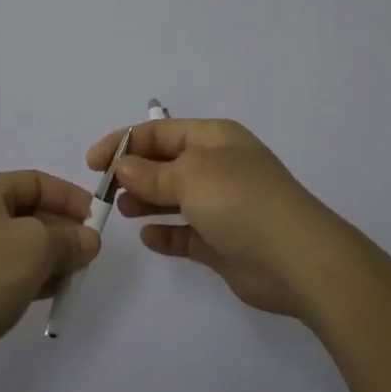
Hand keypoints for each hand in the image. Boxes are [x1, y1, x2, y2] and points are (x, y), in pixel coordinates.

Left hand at [0, 171, 100, 385]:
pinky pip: (13, 271)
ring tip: (77, 273)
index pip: (35, 181)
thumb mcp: (35, 246)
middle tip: (91, 252)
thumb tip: (89, 240)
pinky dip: (36, 277)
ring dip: (53, 256)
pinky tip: (56, 291)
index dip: (69, 196)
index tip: (98, 218)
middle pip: (30, 213)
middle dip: (63, 230)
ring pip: (24, 245)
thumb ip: (68, 238)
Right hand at [89, 119, 346, 321]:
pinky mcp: (223, 242)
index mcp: (213, 139)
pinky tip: (148, 237)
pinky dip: (166, 232)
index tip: (93, 163)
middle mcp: (217, 166)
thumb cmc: (240, 201)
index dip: (124, 143)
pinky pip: (186, 232)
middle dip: (133, 173)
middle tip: (106, 191)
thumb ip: (151, 173)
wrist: (297, 259)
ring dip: (146, 201)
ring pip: (173, 197)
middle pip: (165, 163)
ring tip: (122, 210)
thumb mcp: (190, 176)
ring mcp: (222, 205)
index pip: (159, 132)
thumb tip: (124, 167)